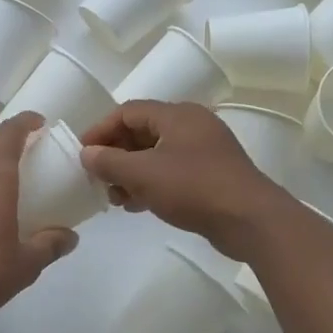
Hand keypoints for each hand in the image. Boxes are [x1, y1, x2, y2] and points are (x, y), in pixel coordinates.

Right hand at [79, 101, 289, 258]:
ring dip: (131, 173)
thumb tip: (87, 153)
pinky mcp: (212, 174)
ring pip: (157, 154)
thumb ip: (110, 162)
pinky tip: (138, 205)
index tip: (82, 153)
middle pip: (142, 132)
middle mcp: (191, 125)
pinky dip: (151, 183)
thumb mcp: (143, 174)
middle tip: (97, 178)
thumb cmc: (193, 188)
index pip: (127, 111)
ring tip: (116, 198)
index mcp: (176, 115)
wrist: (250, 220)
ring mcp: (205, 150)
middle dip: (116, 155)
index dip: (101, 130)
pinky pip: (172, 171)